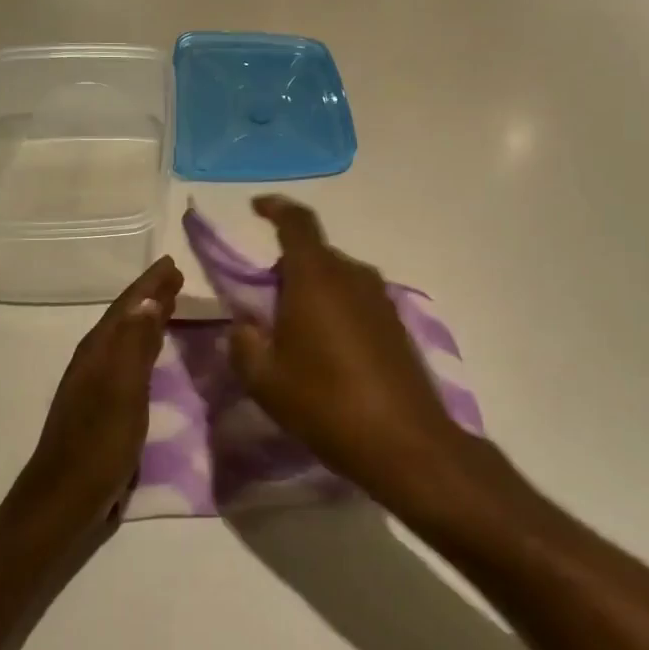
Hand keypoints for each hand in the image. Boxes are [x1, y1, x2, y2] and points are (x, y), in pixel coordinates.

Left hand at [16, 256, 182, 524]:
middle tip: (176, 278)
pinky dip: (144, 347)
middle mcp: (95, 361)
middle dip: (150, 297)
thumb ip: (134, 344)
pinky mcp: (104, 407)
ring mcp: (96, 385)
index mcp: (98, 352)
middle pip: (125, 319)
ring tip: (170, 304)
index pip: (127, 307)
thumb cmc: (98, 444)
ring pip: (126, 339)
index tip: (172, 263)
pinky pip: (129, 361)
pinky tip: (154, 353)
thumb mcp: (122, 391)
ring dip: (147, 320)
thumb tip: (149, 300)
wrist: (64, 501)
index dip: (149, 285)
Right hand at [228, 197, 473, 506]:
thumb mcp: (264, 379)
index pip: (296, 222)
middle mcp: (352, 275)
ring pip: (336, 278)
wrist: (404, 442)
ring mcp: (380, 298)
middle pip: (314, 255)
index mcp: (316, 277)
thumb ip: (244, 342)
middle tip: (265, 308)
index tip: (256, 207)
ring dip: (312, 292)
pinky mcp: (397, 323)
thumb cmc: (325, 403)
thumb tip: (246, 325)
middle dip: (286, 270)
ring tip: (296, 336)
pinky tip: (329, 353)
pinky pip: (356, 300)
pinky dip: (336, 310)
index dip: (275, 207)